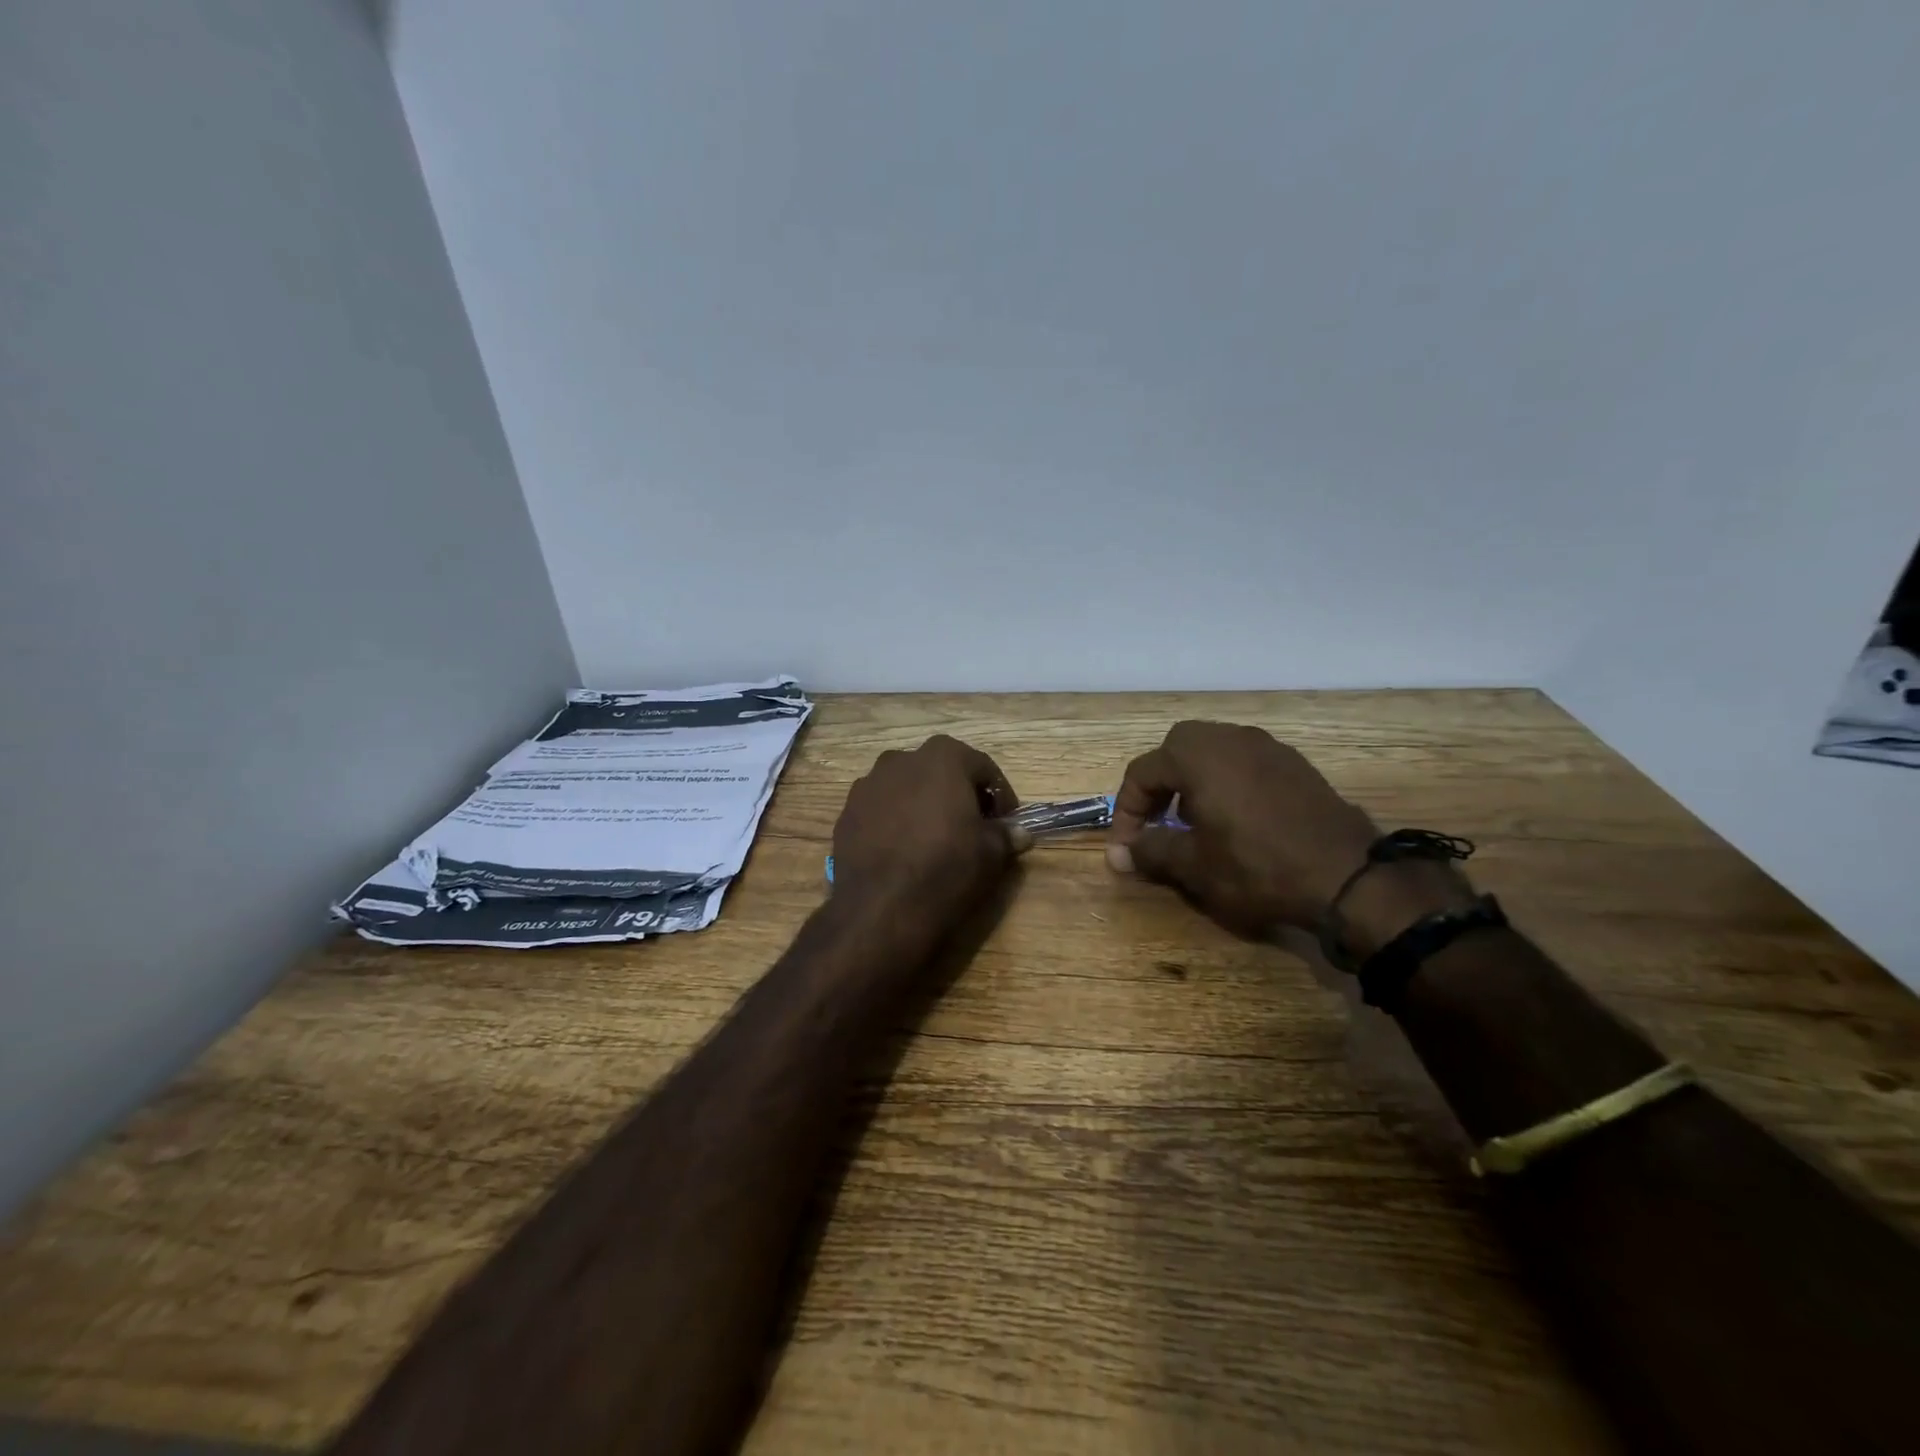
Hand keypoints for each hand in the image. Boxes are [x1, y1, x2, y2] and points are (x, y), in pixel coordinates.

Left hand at [832, 735, 1031, 943]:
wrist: (881, 908)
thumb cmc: (946, 868)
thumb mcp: (991, 853)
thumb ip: (1006, 835)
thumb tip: (1020, 833)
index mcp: (942, 757)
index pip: (982, 766)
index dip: (999, 794)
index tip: (1006, 821)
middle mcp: (901, 760)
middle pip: (940, 770)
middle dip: (958, 793)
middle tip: (972, 826)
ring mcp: (867, 785)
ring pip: (906, 788)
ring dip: (923, 804)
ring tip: (933, 839)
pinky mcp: (846, 813)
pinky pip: (880, 810)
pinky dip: (895, 821)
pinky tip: (902, 851)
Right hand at [1107, 721, 1469, 946]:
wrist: (1348, 876)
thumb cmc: (1257, 867)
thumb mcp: (1194, 866)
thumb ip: (1150, 851)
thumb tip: (1118, 854)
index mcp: (1197, 755)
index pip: (1142, 773)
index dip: (1126, 811)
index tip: (1126, 848)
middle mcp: (1229, 738)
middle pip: (1175, 749)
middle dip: (1159, 785)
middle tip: (1158, 822)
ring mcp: (1267, 746)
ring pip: (1212, 751)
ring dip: (1192, 781)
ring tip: (1194, 823)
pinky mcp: (1295, 764)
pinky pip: (1244, 762)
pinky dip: (1226, 782)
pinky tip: (1236, 820)